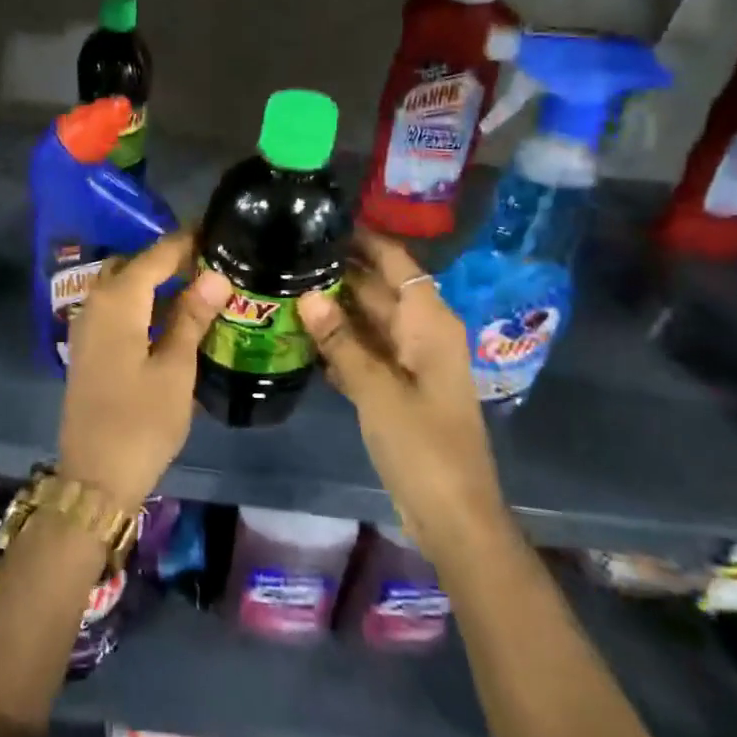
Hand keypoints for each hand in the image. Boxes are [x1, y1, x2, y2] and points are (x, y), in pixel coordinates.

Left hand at [57, 231, 229, 510]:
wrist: (94, 477)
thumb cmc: (141, 421)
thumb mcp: (176, 368)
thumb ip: (192, 317)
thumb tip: (215, 275)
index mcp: (118, 301)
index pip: (156, 255)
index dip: (187, 242)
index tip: (219, 231)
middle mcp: (96, 304)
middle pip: (135, 265)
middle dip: (169, 259)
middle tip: (211, 263)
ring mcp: (87, 326)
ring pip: (123, 286)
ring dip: (155, 281)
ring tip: (198, 286)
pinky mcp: (89, 348)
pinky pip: (116, 309)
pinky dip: (142, 303)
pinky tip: (171, 317)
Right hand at [299, 229, 504, 554]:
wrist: (453, 514)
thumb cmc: (423, 446)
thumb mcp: (378, 391)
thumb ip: (342, 341)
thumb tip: (307, 295)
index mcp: (429, 323)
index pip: (395, 262)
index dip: (363, 240)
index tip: (321, 221)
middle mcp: (421, 333)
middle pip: (377, 289)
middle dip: (338, 273)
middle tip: (287, 254)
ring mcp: (408, 362)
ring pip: (367, 321)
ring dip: (333, 309)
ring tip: (284, 286)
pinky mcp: (396, 388)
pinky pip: (364, 352)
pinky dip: (338, 344)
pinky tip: (300, 335)